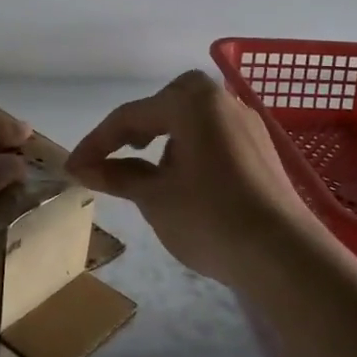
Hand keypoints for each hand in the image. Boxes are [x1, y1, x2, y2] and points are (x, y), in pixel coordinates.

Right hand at [66, 71, 321, 287]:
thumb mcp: (154, 198)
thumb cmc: (209, 219)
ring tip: (149, 171)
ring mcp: (247, 123)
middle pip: (166, 104)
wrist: (282, 255)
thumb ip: (117, 176)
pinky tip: (186, 179)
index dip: (97, 142)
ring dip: (165, 136)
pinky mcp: (261, 148)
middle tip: (114, 154)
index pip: (131, 116)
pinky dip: (191, 147)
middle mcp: (222, 101)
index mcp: (192, 102)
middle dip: (136, 127)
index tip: (73, 167)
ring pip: (193, 118)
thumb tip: (84, 167)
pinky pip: (215, 135)